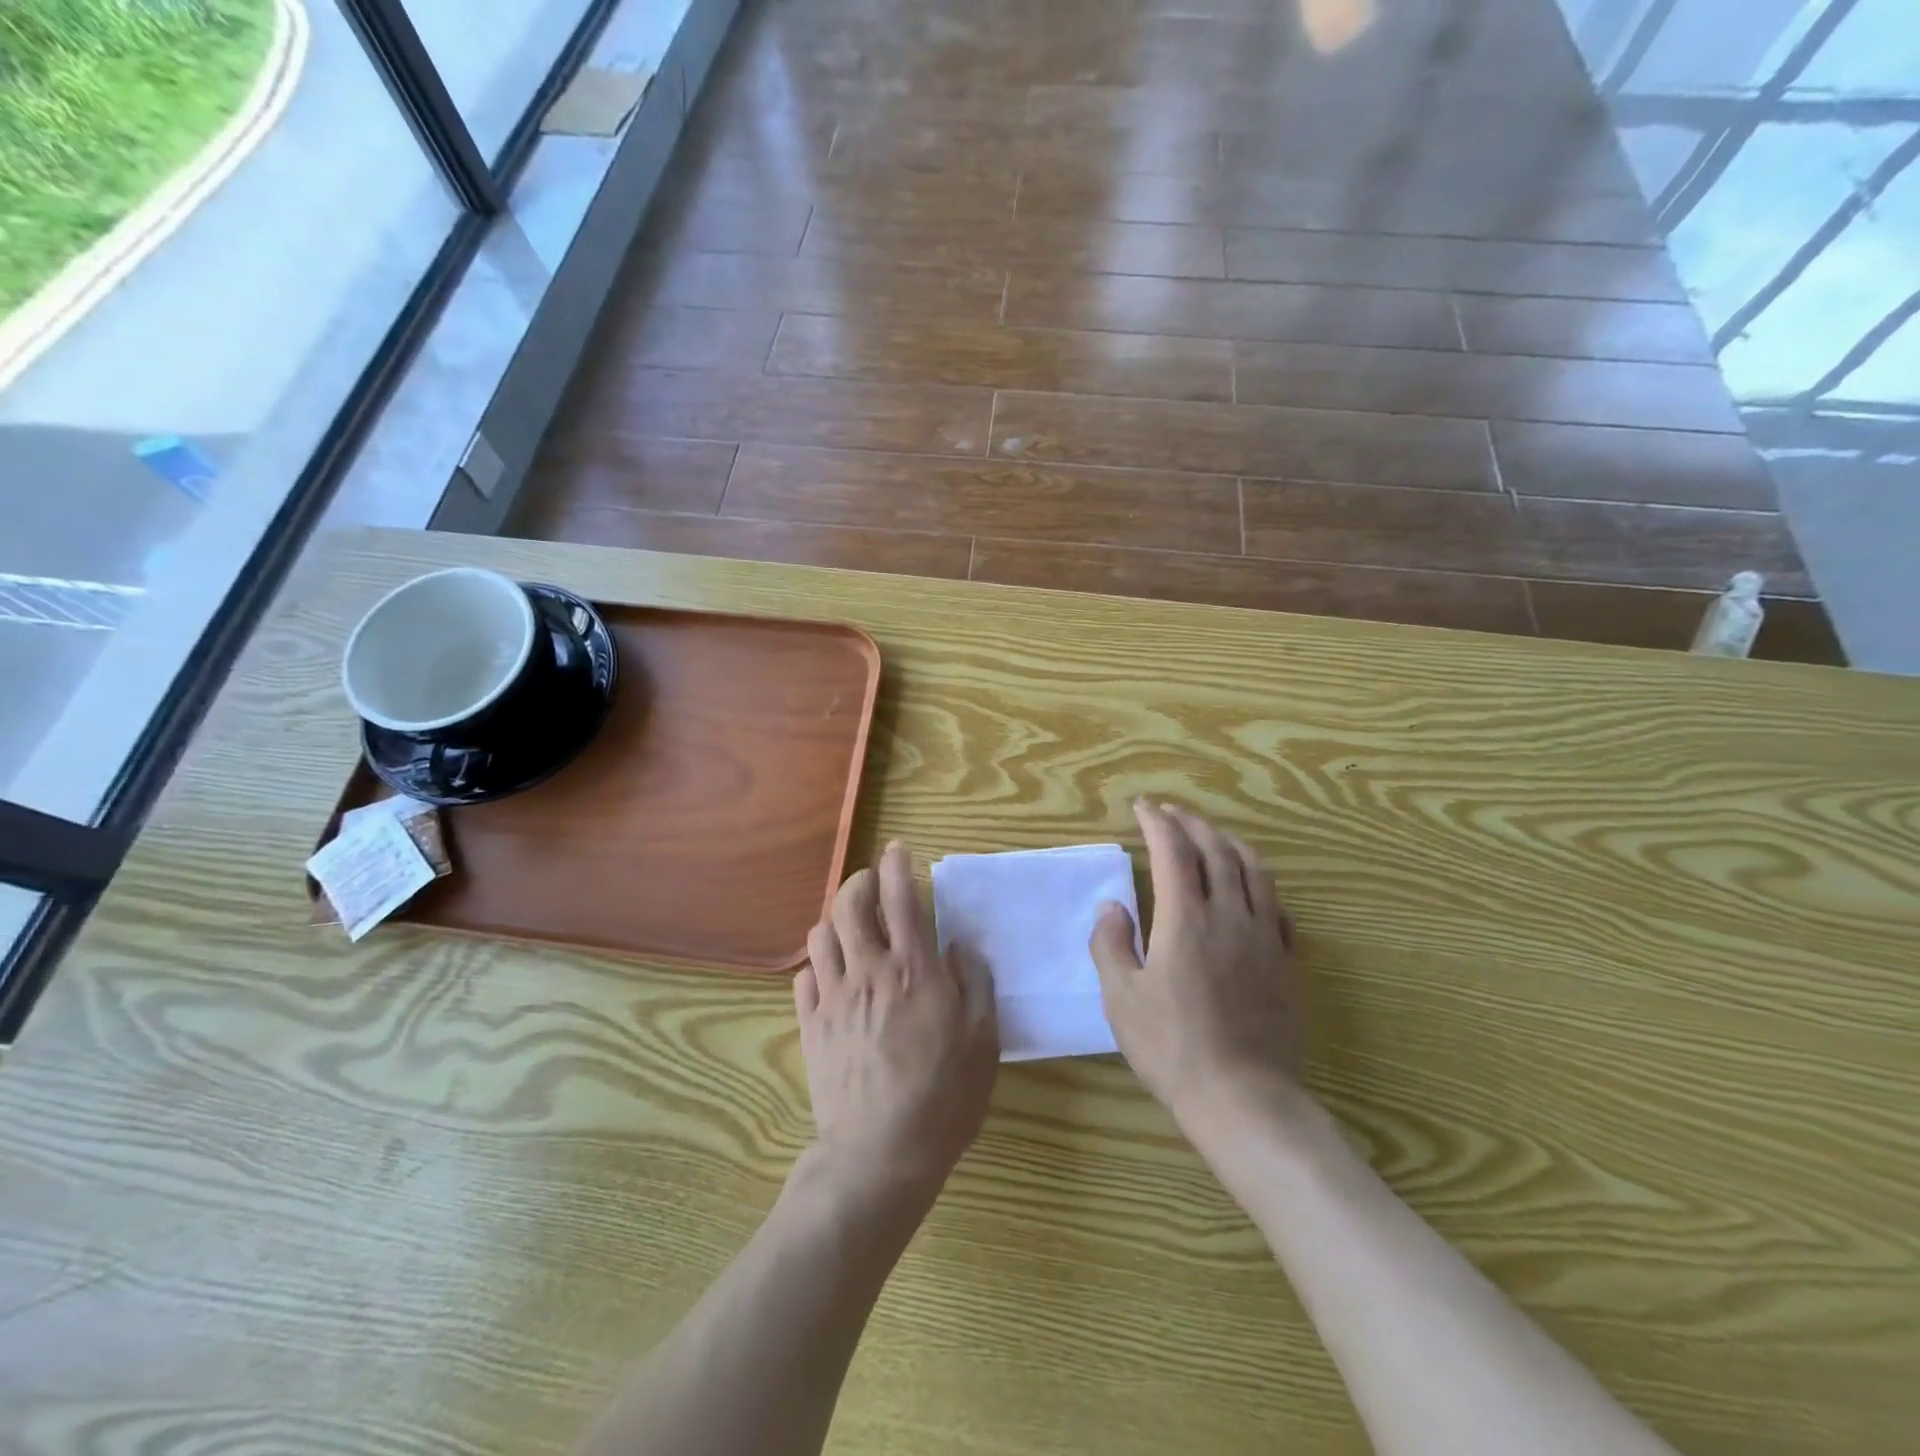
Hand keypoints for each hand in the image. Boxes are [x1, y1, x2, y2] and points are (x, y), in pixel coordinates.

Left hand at [795, 841, 998, 1209]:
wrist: (881, 1155)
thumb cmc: (944, 1097)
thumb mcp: (983, 1040)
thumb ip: (975, 984)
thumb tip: (960, 948)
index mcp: (914, 970)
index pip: (901, 898)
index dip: (897, 865)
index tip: (897, 848)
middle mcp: (868, 971)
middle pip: (849, 904)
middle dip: (858, 881)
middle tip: (872, 884)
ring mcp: (833, 998)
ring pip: (821, 934)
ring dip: (836, 920)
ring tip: (851, 928)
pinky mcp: (811, 1026)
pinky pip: (804, 977)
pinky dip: (817, 963)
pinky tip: (831, 974)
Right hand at [1089, 801, 1304, 1128]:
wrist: (1242, 1096)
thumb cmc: (1171, 1046)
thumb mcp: (1121, 998)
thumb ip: (1111, 944)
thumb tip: (1113, 907)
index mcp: (1185, 919)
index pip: (1172, 851)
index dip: (1156, 821)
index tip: (1142, 806)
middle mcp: (1229, 915)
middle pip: (1216, 849)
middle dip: (1191, 822)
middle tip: (1171, 812)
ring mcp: (1264, 937)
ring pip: (1254, 870)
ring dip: (1230, 842)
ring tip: (1213, 834)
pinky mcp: (1286, 961)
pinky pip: (1278, 905)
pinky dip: (1260, 882)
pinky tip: (1251, 888)